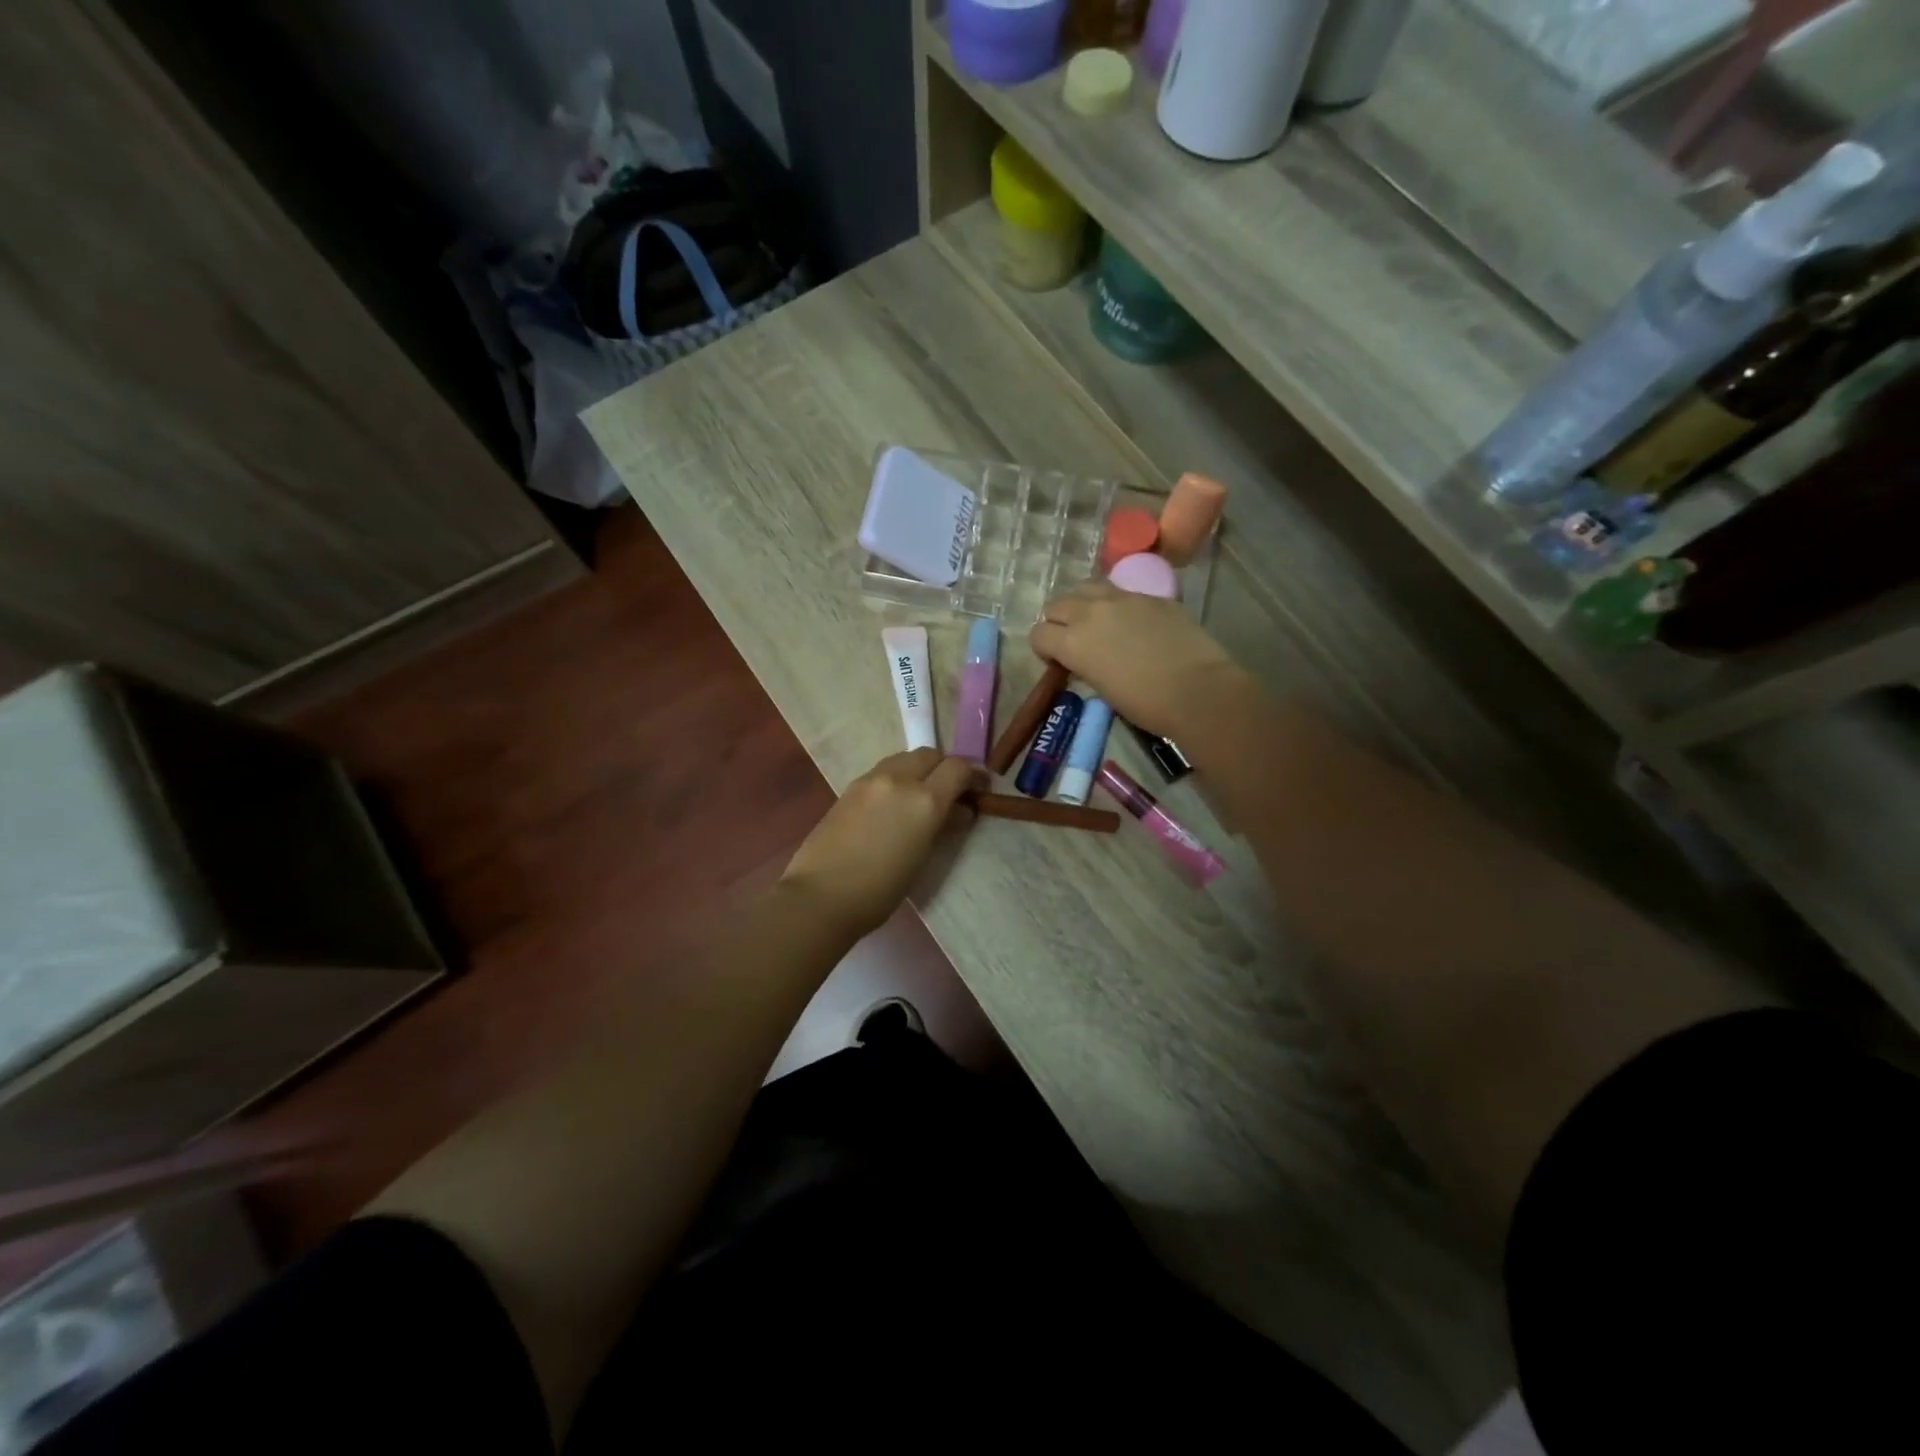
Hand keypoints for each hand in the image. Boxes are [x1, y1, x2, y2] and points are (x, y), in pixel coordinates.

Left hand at [778, 749, 979, 939]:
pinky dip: (897, 778)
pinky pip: (883, 770)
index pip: (958, 768)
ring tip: (920, 796)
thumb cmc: (880, 890)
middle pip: (931, 754)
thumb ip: (943, 826)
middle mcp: (899, 779)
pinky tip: (893, 803)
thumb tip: (958, 811)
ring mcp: (871, 779)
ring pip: (905, 758)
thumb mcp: (922, 859)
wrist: (821, 896)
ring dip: (919, 769)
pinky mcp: (850, 787)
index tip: (979, 788)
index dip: (973, 775)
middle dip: (945, 767)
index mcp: (924, 800)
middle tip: (950, 791)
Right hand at [1031, 581, 1247, 737]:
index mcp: (1072, 641)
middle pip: (1057, 604)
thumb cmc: (1145, 704)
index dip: (1044, 648)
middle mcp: (1090, 612)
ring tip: (1098, 622)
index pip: (1038, 634)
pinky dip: (1117, 605)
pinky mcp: (1151, 595)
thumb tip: (1083, 659)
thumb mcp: (1101, 688)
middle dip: (1059, 621)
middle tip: (1074, 640)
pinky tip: (1134, 623)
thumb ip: (1084, 664)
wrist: (1197, 690)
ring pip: (1087, 588)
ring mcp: (1123, 598)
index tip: (1057, 661)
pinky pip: (1122, 592)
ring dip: (1084, 604)